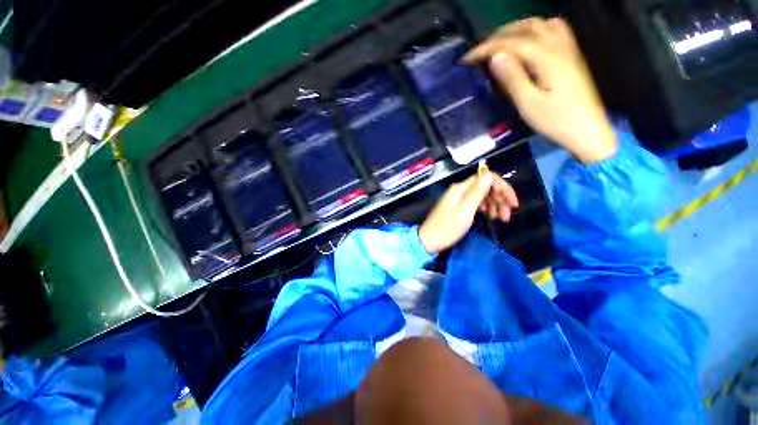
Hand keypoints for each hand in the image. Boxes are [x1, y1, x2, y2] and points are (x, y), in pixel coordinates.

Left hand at [419, 172, 518, 252]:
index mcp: (460, 188)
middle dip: (500, 198)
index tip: (513, 203)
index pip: (486, 178)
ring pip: (482, 195)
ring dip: (495, 204)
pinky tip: (491, 216)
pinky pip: (476, 203)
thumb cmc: (446, 228)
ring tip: (501, 219)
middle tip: (508, 215)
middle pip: (485, 186)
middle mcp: (460, 190)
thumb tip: (488, 174)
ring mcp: (458, 198)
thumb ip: (476, 193)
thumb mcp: (464, 212)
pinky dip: (486, 208)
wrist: (428, 241)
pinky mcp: (458, 207)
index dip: (503, 187)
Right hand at [464, 17, 616, 162]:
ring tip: (500, 42)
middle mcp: (559, 46)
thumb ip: (513, 78)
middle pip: (526, 27)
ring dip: (517, 29)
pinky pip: (555, 30)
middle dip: (499, 35)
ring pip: (541, 24)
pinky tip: (529, 39)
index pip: (512, 43)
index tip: (468, 58)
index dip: (487, 47)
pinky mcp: (572, 56)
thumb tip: (495, 57)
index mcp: (547, 59)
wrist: (588, 131)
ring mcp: (568, 49)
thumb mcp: (529, 104)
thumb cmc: (556, 121)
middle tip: (481, 50)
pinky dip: (537, 29)